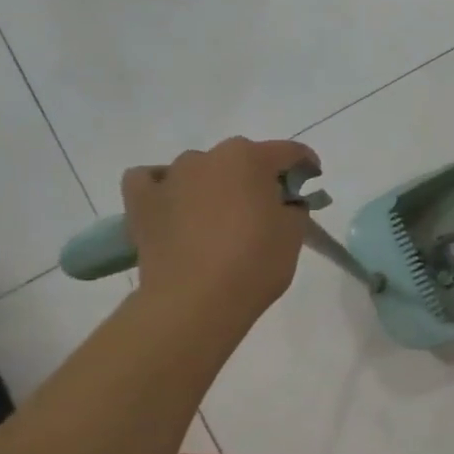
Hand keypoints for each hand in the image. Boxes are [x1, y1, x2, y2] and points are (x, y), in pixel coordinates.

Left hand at [122, 137, 318, 325]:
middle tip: (268, 204)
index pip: (288, 151)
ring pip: (199, 168)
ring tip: (219, 213)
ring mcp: (171, 176)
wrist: (195, 302)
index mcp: (250, 159)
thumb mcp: (294, 234)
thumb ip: (294, 207)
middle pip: (241, 157)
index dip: (305, 163)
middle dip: (257, 174)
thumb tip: (284, 202)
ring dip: (213, 182)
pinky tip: (175, 203)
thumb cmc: (254, 264)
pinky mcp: (141, 201)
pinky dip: (164, 186)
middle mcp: (208, 157)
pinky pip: (151, 179)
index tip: (312, 179)